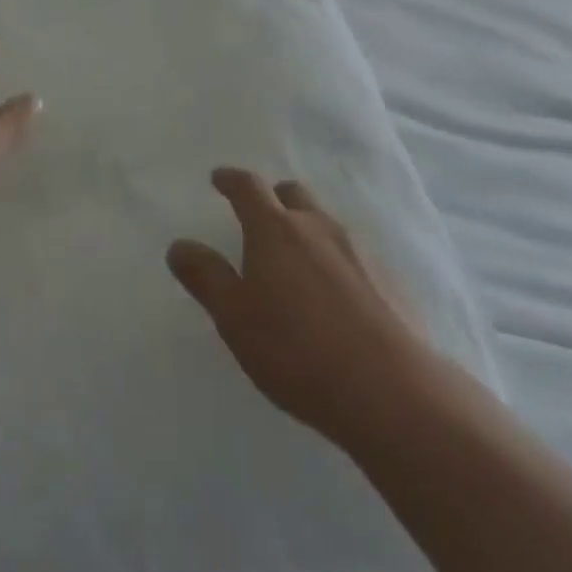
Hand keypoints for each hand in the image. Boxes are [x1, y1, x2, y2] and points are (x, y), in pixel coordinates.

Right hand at [167, 168, 439, 451]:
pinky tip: (335, 296)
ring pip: (324, 222)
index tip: (219, 179)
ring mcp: (358, 250)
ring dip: (306, 228)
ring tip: (296, 259)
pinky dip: (335, 260)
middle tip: (260, 217)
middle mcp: (317, 226)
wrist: (391, 391)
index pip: (248, 188)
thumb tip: (179, 245)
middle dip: (273, 198)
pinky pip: (352, 254)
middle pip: (292, 194)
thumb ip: (206, 277)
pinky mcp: (389, 279)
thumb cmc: (297, 351)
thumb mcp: (235, 319)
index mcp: (275, 229)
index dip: (231, 180)